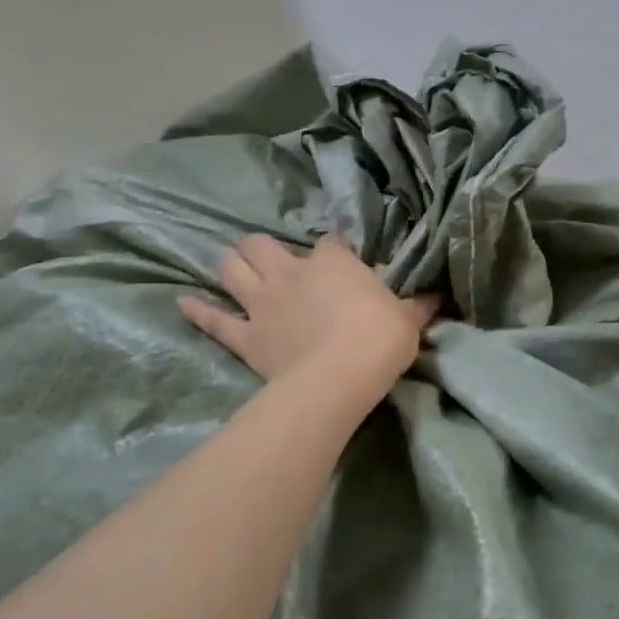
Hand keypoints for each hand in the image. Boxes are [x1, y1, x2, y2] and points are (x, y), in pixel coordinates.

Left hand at [181, 234, 436, 385]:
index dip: (332, 250)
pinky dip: (197, 311)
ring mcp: (263, 303)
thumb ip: (417, 307)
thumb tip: (436, 299)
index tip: (338, 261)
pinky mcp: (245, 336)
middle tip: (270, 257)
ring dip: (230, 265)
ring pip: (232, 269)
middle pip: (262, 245)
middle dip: (262, 247)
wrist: (341, 374)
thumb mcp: (407, 320)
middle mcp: (291, 272)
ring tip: (232, 265)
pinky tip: (182, 302)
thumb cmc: (379, 338)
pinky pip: (214, 320)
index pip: (329, 243)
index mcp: (333, 262)